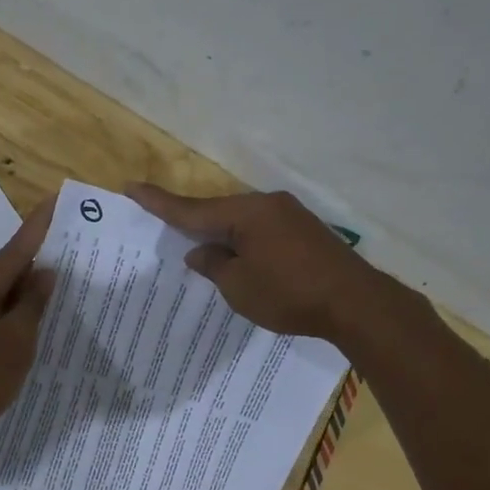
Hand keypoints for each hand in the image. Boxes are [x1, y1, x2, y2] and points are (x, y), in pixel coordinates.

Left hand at [0, 197, 57, 457]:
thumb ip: (32, 305)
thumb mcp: (16, 342)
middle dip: (36, 260)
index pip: (15, 249)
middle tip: (70, 251)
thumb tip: (44, 273)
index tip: (56, 201)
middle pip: (5, 269)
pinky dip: (11, 311)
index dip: (38, 227)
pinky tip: (29, 321)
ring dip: (24, 289)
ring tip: (58, 286)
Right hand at [126, 184, 388, 340]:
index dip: (159, 203)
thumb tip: (200, 251)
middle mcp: (267, 205)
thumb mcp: (239, 287)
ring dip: (222, 236)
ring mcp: (290, 216)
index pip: (192, 209)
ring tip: (205, 253)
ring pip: (242, 222)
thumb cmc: (289, 294)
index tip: (133, 187)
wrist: (356, 303)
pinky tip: (241, 259)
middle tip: (166, 228)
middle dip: (193, 224)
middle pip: (219, 212)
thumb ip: (214, 265)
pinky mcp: (306, 232)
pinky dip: (245, 243)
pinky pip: (262, 231)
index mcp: (246, 213)